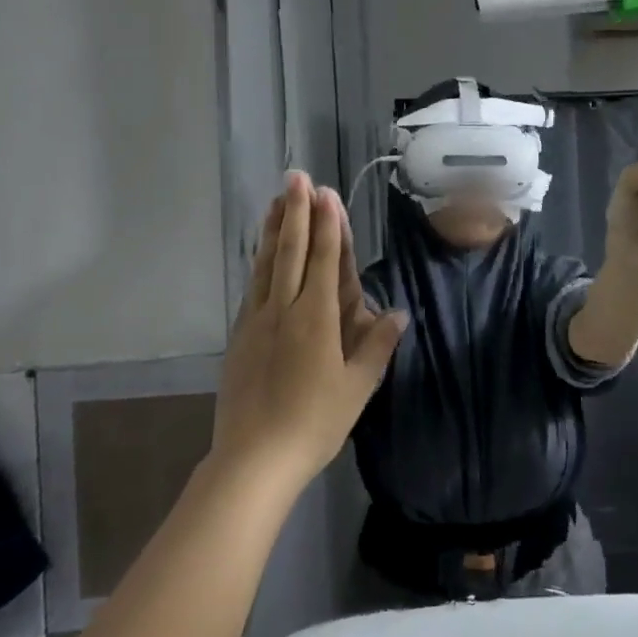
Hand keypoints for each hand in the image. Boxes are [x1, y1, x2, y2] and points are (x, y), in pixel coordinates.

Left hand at [214, 173, 408, 482]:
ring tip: (276, 199)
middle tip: (297, 177)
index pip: (324, 261)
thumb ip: (377, 346)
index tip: (326, 193)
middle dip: (297, 212)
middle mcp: (284, 310)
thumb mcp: (357, 388)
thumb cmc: (314, 423)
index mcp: (316, 319)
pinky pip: (253, 287)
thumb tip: (398, 313)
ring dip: (273, 229)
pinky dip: (259, 262)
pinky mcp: (239, 336)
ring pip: (266, 265)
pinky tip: (261, 254)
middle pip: (291, 252)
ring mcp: (257, 321)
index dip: (327, 224)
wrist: (253, 458)